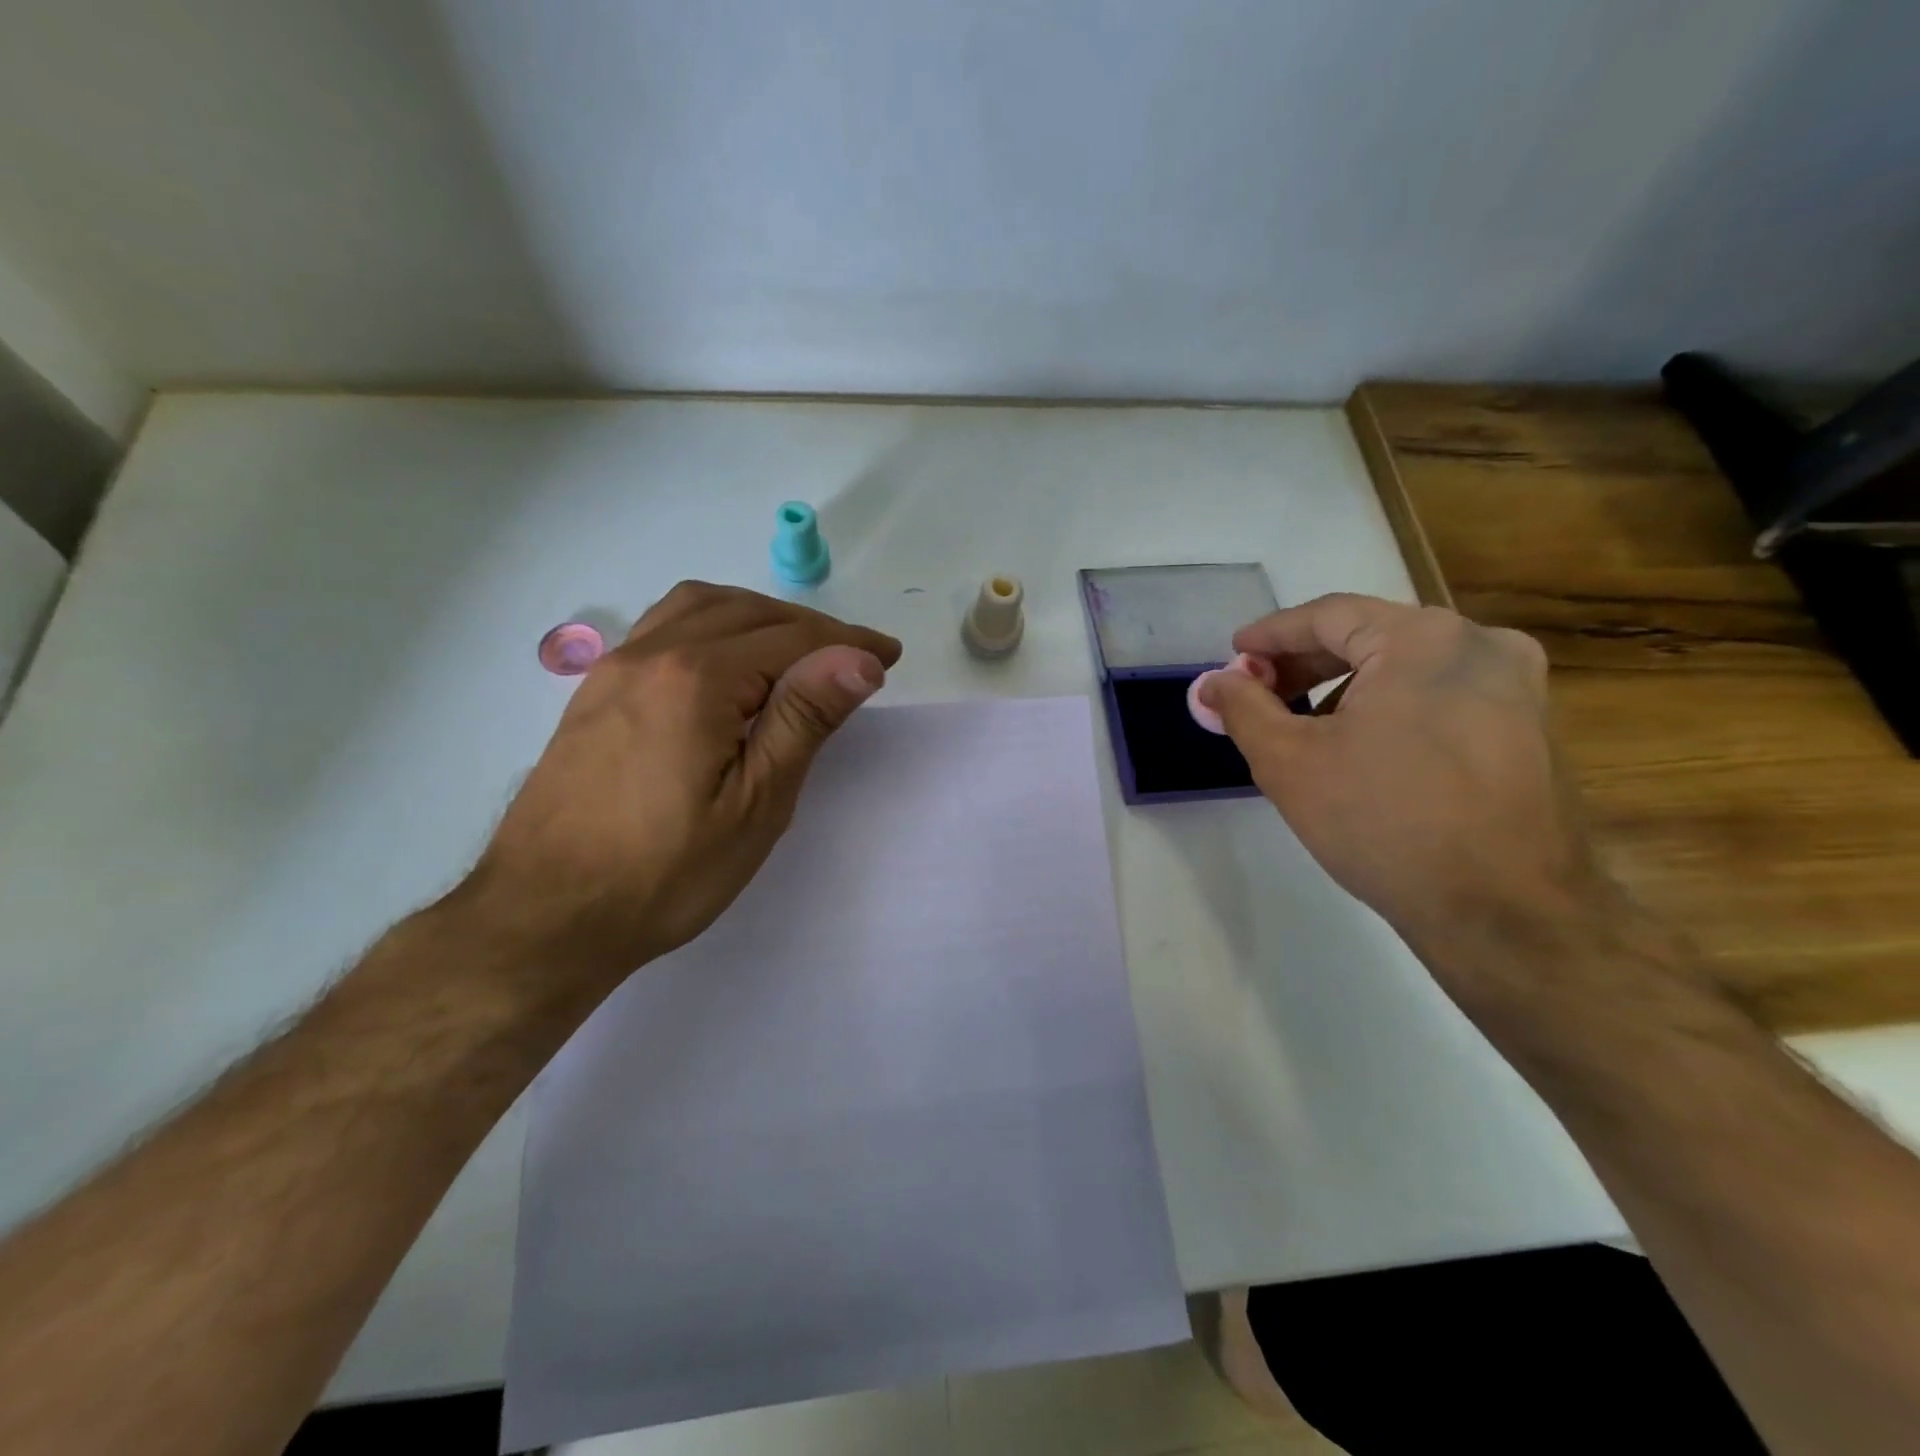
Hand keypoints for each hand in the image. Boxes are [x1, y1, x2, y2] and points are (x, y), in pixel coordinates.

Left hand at [454, 582, 900, 991]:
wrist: (546, 917)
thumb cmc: (665, 873)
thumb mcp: (756, 804)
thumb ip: (804, 720)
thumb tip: (858, 659)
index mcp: (697, 679)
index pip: (792, 639)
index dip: (848, 643)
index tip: (888, 656)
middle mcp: (653, 654)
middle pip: (749, 612)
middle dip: (811, 628)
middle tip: (854, 660)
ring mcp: (616, 668)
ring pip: (701, 607)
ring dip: (759, 617)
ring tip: (796, 653)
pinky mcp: (596, 690)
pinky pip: (664, 627)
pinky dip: (712, 625)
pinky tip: (726, 663)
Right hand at [1198, 593, 1611, 981]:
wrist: (1505, 912)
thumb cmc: (1383, 822)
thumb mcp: (1288, 762)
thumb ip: (1242, 709)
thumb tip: (1211, 683)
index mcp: (1423, 639)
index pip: (1328, 616)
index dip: (1271, 634)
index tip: (1233, 654)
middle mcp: (1481, 644)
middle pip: (1370, 637)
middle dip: (1305, 664)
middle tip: (1258, 694)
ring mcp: (1517, 686)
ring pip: (1407, 668)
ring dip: (1346, 688)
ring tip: (1304, 730)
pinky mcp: (1531, 727)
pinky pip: (1442, 696)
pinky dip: (1391, 708)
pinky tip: (1362, 750)